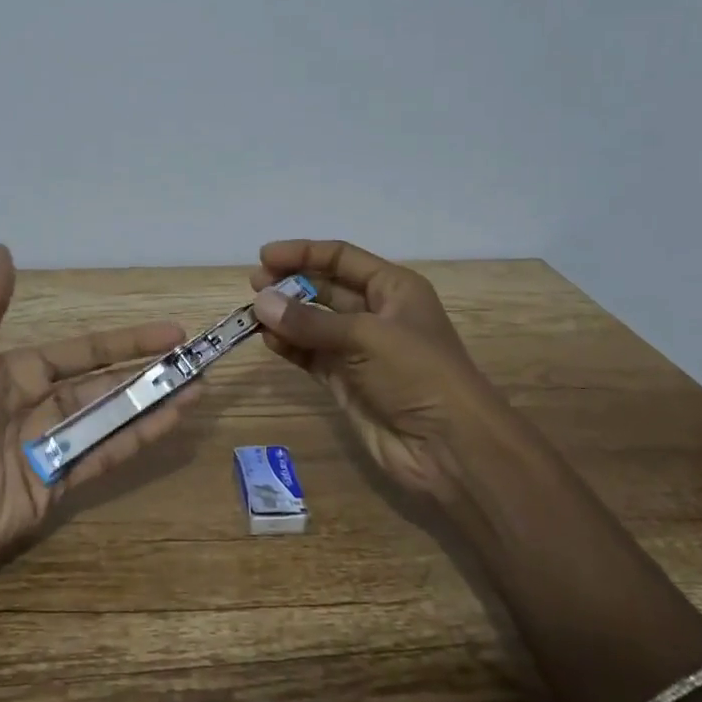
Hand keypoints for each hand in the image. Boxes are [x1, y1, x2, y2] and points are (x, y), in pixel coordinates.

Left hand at [0, 245, 198, 590]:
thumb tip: (0, 250)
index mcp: (17, 373)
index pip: (83, 351)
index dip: (125, 341)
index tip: (169, 332)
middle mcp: (41, 404)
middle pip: (106, 383)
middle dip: (149, 371)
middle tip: (195, 361)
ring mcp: (53, 446)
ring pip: (113, 417)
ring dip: (154, 403)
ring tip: (197, 389)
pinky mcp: (59, 484)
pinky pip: (105, 455)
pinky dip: (139, 439)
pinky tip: (171, 423)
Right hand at [250, 239, 511, 503]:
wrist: (449, 448)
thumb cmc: (418, 374)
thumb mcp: (366, 337)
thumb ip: (310, 321)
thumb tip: (260, 303)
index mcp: (393, 289)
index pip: (341, 258)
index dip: (303, 253)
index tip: (264, 257)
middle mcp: (375, 313)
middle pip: (324, 287)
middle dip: (290, 284)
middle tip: (254, 286)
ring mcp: (358, 349)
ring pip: (313, 322)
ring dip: (285, 316)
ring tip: (252, 315)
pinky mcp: (345, 381)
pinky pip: (310, 354)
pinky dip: (289, 346)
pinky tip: (268, 341)